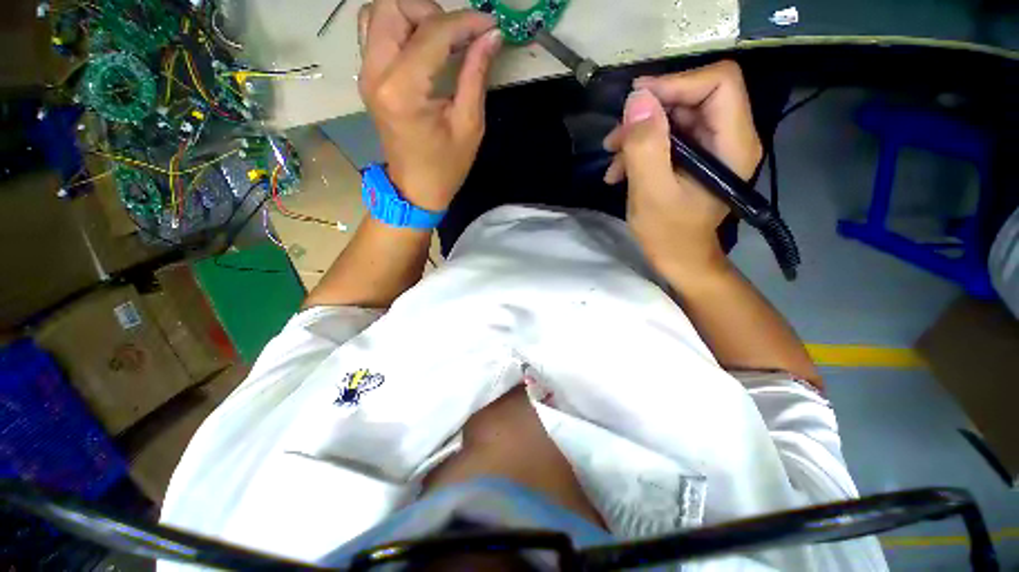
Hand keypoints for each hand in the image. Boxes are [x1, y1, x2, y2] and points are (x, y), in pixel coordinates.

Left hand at [357, 0, 501, 211]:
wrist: (416, 189)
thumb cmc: (446, 167)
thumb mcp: (469, 126)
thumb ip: (476, 75)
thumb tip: (491, 36)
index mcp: (403, 90)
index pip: (432, 32)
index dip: (465, 22)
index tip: (490, 25)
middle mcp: (376, 74)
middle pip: (392, 6)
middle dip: (430, 10)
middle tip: (457, 35)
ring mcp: (367, 74)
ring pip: (378, 13)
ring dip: (411, 14)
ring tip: (440, 38)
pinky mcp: (368, 78)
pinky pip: (375, 32)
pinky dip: (398, 26)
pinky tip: (421, 45)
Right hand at [602, 61, 762, 279]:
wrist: (679, 259)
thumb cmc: (668, 234)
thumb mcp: (650, 193)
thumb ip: (645, 147)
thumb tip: (637, 100)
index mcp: (731, 144)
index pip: (718, 83)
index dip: (677, 83)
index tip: (637, 101)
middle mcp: (729, 137)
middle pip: (694, 97)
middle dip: (650, 113)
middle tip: (615, 136)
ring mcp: (711, 147)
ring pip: (676, 116)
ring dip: (639, 133)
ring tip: (612, 157)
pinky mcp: (694, 158)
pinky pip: (668, 137)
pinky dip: (640, 148)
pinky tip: (618, 170)